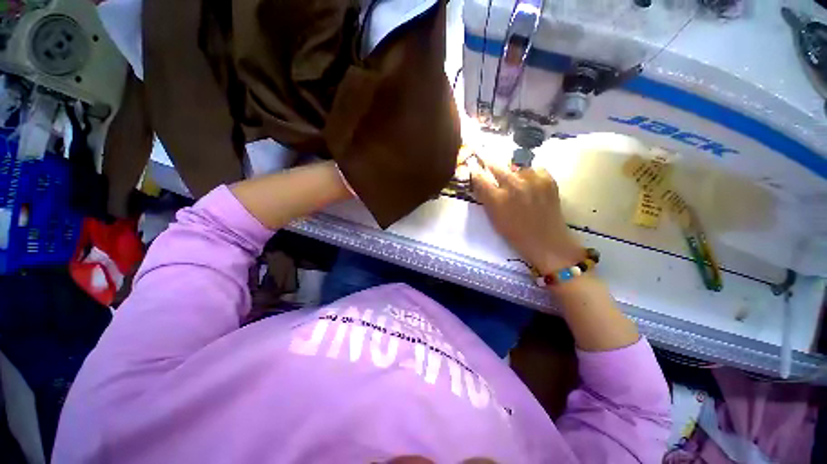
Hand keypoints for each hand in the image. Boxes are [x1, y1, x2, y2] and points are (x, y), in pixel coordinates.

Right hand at [470, 159, 583, 274]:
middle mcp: (514, 185)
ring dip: (513, 172)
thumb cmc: (515, 233)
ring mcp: (533, 181)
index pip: (480, 178)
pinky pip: (535, 169)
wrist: (546, 241)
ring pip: (517, 167)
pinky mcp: (548, 180)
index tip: (473, 166)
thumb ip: (486, 199)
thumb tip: (479, 183)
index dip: (475, 171)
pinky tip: (531, 185)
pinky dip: (531, 175)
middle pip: (496, 166)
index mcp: (497, 198)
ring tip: (516, 182)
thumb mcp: (493, 218)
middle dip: (489, 163)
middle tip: (486, 160)